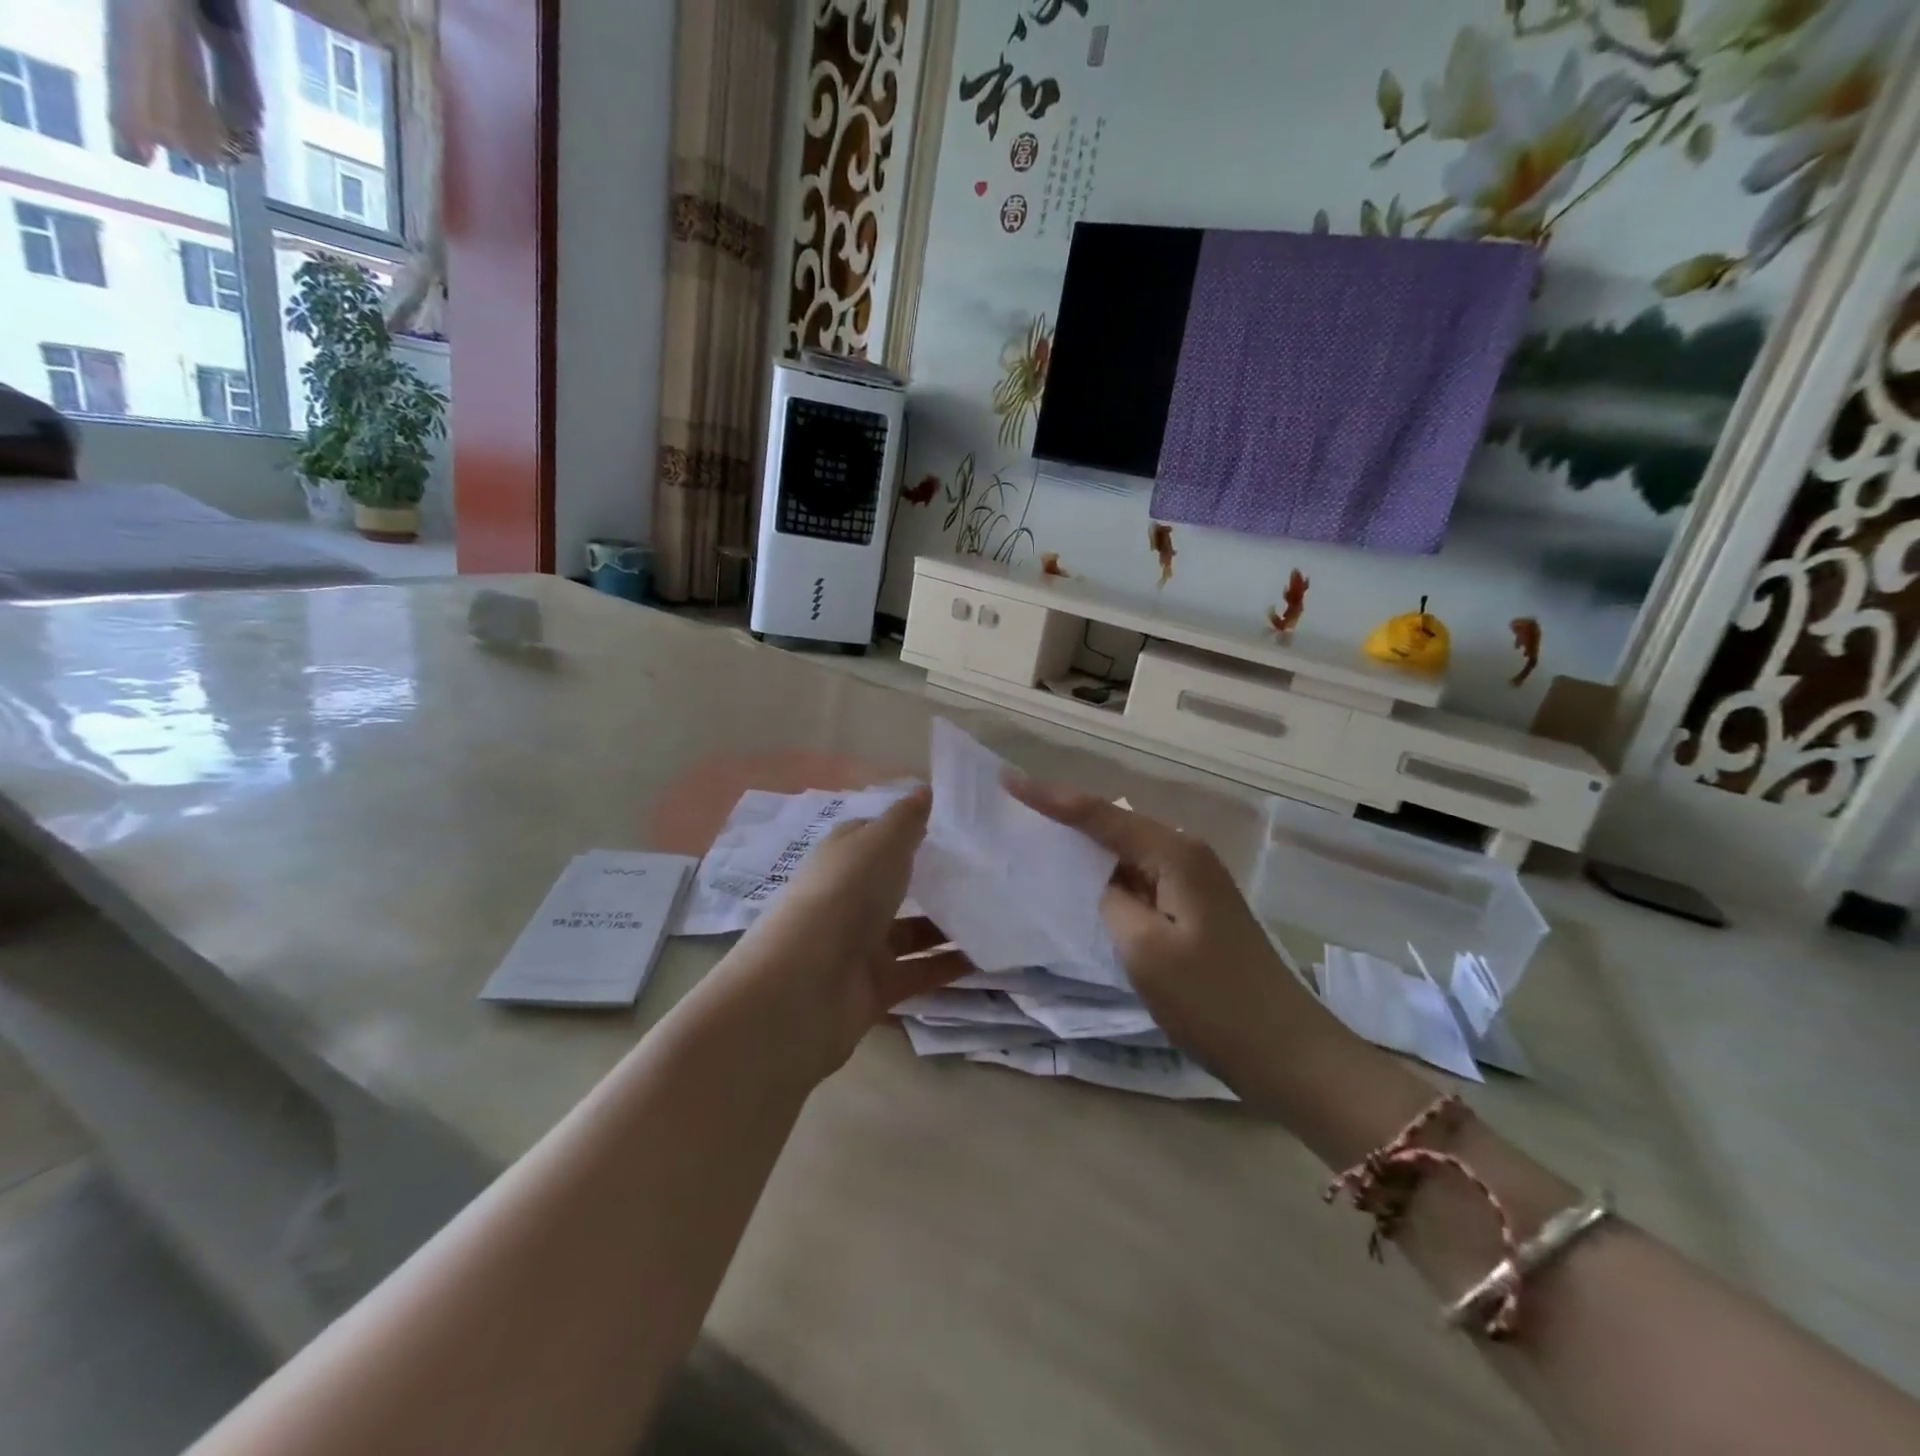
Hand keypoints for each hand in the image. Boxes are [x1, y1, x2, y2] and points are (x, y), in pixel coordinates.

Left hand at [720, 787, 968, 1077]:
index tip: (957, 826)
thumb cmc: (845, 896)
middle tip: (989, 870)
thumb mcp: (880, 843)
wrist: (806, 987)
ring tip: (1000, 912)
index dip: (911, 828)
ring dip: (950, 923)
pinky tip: (990, 955)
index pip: (877, 836)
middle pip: (896, 884)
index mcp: (843, 858)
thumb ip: (907, 819)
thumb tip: (925, 789)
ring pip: (913, 930)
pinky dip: (950, 965)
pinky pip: (921, 971)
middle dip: (936, 878)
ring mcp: (861, 945)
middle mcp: (849, 898)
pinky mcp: (877, 986)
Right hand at [1008, 780, 1343, 1087]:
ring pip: (1126, 851)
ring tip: (1035, 835)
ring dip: (1084, 845)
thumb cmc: (1212, 1001)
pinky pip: (1139, 879)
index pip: (1100, 815)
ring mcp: (1193, 883)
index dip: (1050, 798)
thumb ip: (1110, 900)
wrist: (1286, 1052)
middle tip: (1015, 804)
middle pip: (1114, 823)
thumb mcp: (1145, 949)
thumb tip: (1100, 882)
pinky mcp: (1193, 910)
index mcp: (1174, 854)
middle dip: (1065, 813)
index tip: (1007, 780)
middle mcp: (1186, 855)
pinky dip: (1106, 876)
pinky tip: (1080, 883)